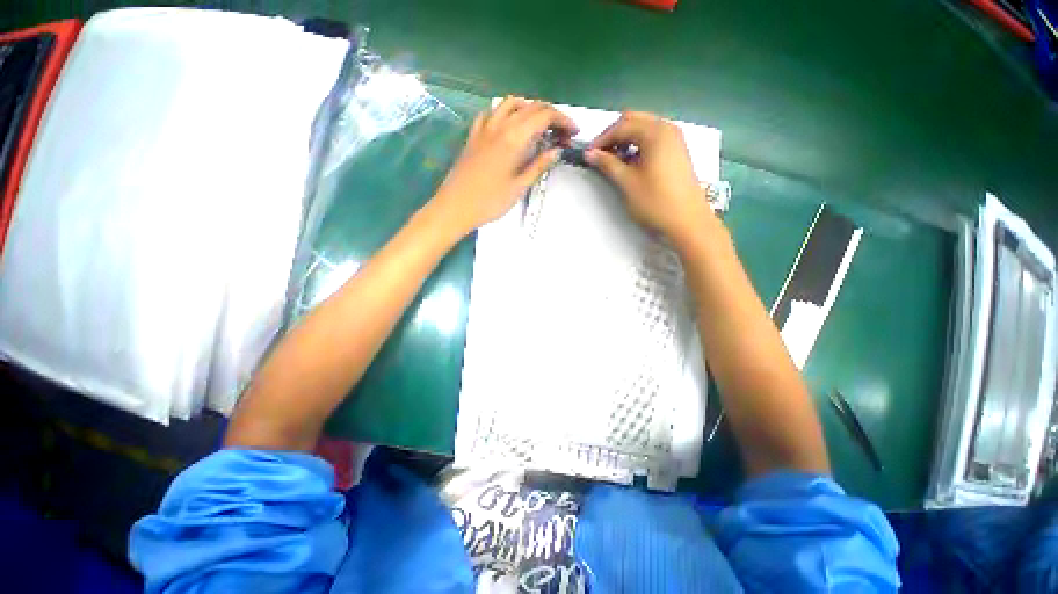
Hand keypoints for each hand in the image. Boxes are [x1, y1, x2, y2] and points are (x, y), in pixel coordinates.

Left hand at [429, 97, 577, 236]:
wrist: (455, 206)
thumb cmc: (490, 201)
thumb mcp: (519, 186)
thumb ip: (539, 165)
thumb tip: (556, 150)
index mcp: (514, 137)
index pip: (544, 115)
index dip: (563, 120)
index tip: (573, 133)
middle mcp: (500, 125)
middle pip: (530, 106)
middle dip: (550, 115)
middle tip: (561, 134)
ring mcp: (484, 127)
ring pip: (510, 103)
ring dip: (529, 109)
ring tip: (539, 126)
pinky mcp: (474, 135)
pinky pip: (492, 112)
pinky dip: (506, 113)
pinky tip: (509, 126)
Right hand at [586, 111, 710, 243]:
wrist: (687, 221)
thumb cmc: (655, 201)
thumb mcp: (627, 182)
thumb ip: (607, 164)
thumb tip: (589, 153)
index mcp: (655, 132)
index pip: (622, 126)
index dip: (602, 139)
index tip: (588, 154)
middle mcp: (667, 128)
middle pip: (634, 120)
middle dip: (614, 135)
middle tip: (600, 155)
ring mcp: (675, 139)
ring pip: (644, 128)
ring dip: (626, 139)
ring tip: (613, 160)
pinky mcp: (677, 151)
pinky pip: (653, 139)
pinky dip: (638, 145)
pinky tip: (631, 162)